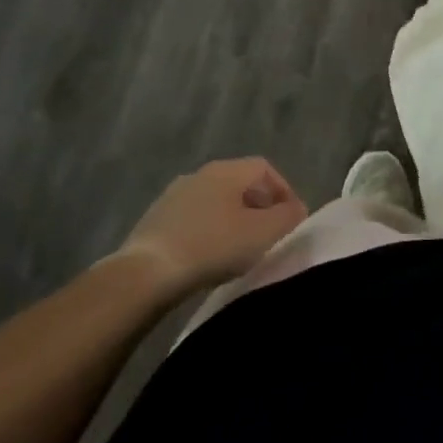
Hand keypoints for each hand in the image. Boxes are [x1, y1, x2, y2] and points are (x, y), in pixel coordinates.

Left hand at [115, 158, 307, 293]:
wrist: (146, 273)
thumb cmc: (212, 246)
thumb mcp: (263, 233)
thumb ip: (287, 217)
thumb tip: (296, 209)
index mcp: (227, 170)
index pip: (265, 168)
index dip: (284, 190)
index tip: (292, 219)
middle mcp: (200, 174)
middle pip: (240, 183)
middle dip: (259, 205)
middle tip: (270, 234)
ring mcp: (174, 196)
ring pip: (215, 201)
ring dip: (233, 219)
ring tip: (241, 248)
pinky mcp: (155, 220)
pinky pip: (194, 218)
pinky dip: (209, 231)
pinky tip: (210, 256)